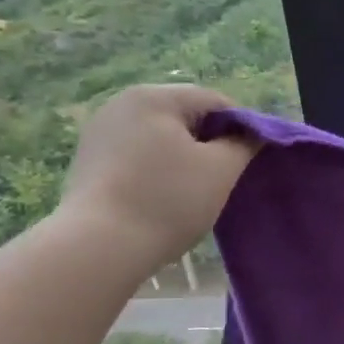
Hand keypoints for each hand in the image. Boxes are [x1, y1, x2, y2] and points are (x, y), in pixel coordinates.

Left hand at [58, 85, 254, 271]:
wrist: (99, 246)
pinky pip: (137, 154)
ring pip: (161, 136)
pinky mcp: (89, 160)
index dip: (242, 127)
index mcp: (155, 97)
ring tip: (195, 191)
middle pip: (185, 115)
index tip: (252, 159)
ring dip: (184, 157)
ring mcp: (100, 132)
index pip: (215, 101)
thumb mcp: (220, 170)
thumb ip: (244, 144)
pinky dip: (158, 169)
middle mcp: (122, 103)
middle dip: (210, 142)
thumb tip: (254, 134)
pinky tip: (163, 197)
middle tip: (225, 178)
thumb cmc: (168, 200)